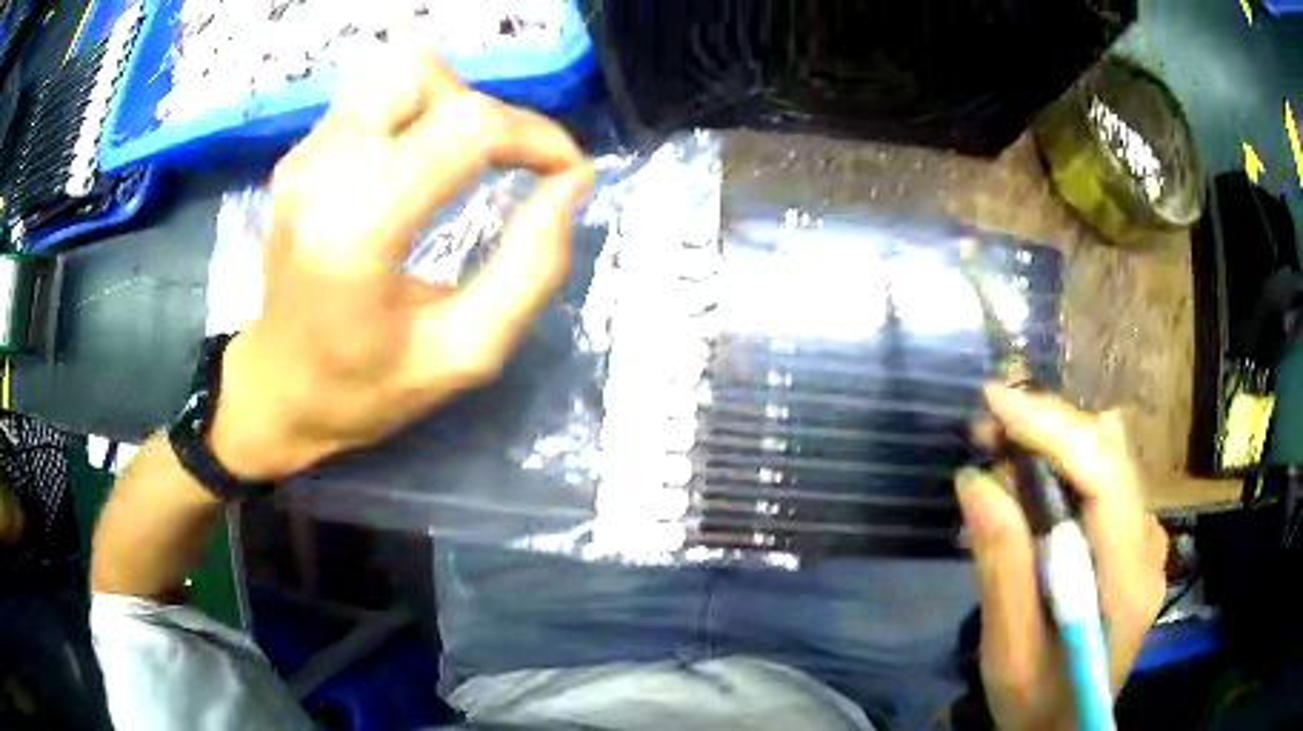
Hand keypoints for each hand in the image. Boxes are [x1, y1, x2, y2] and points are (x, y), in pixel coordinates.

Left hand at [209, 51, 593, 480]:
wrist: (276, 389)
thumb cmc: (364, 389)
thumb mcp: (463, 354)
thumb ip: (530, 270)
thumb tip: (571, 183)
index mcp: (358, 229)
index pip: (466, 127)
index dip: (535, 136)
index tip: (565, 171)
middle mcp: (323, 172)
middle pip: (425, 74)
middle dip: (485, 112)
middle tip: (501, 168)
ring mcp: (304, 156)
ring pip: (398, 72)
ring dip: (448, 104)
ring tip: (458, 162)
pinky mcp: (300, 154)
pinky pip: (374, 96)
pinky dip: (415, 114)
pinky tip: (416, 168)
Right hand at [956, 385, 1167, 730]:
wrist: (1065, 727)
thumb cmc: (1036, 703)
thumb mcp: (1009, 652)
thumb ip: (1001, 568)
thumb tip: (975, 480)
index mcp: (1129, 579)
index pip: (1105, 474)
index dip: (1053, 427)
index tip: (993, 402)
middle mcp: (1149, 544)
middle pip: (1110, 452)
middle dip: (1047, 428)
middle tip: (985, 433)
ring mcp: (1146, 539)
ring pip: (1109, 457)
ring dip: (1054, 443)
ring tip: (1002, 457)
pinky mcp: (1133, 540)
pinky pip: (1103, 480)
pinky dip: (1063, 468)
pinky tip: (1030, 491)